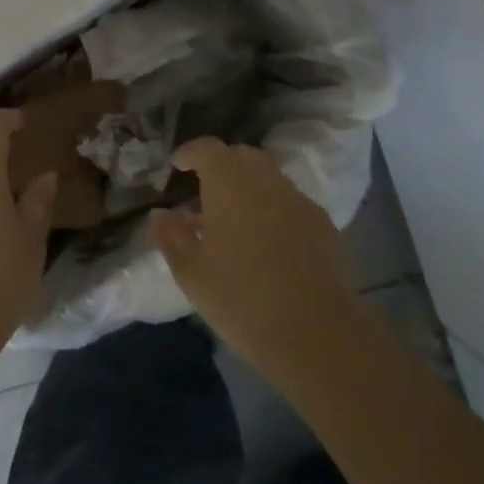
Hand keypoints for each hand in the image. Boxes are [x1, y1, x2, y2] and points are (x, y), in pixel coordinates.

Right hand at [150, 138, 356, 380]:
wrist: (316, 334)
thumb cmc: (241, 299)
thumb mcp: (191, 272)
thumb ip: (171, 235)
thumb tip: (161, 213)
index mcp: (229, 184)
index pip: (207, 149)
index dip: (189, 152)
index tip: (176, 165)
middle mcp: (266, 181)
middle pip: (242, 156)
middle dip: (221, 165)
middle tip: (203, 190)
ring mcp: (298, 200)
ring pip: (269, 177)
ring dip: (248, 185)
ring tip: (233, 217)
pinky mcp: (322, 224)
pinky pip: (289, 201)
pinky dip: (272, 206)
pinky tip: (265, 239)